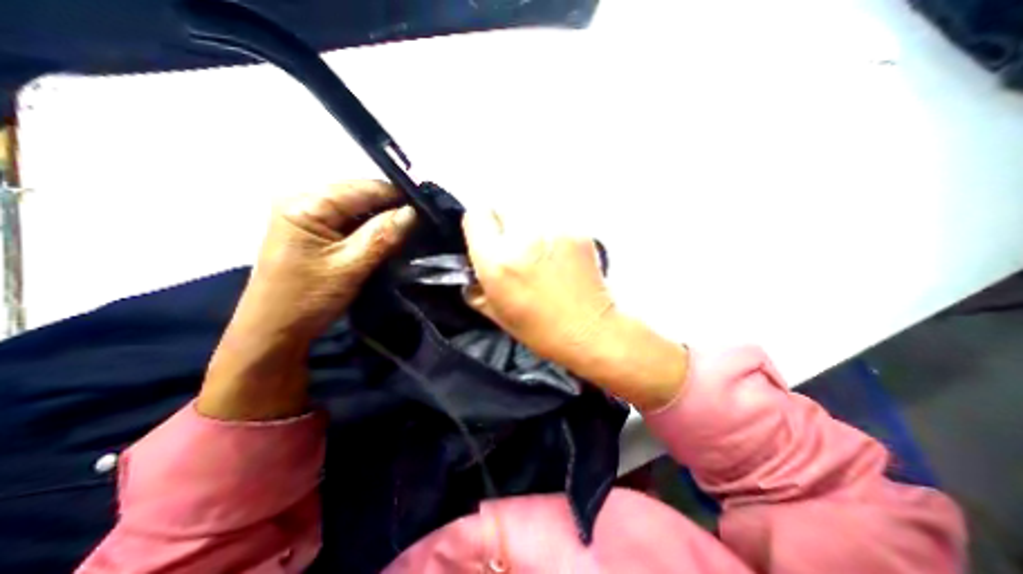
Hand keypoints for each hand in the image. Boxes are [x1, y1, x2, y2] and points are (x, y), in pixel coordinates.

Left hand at [240, 178, 415, 339]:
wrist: (274, 330)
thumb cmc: (308, 298)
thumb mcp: (351, 266)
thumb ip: (384, 235)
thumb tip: (415, 211)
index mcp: (306, 203)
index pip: (364, 188)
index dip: (399, 197)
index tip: (427, 212)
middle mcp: (303, 199)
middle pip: (360, 195)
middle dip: (392, 208)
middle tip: (421, 225)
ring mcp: (307, 215)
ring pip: (358, 209)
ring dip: (383, 220)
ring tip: (409, 232)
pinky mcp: (312, 231)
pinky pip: (350, 222)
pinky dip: (371, 230)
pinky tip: (387, 240)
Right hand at [461, 208, 684, 410]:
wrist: (590, 330)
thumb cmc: (541, 330)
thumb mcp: (497, 313)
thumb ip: (477, 286)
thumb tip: (472, 268)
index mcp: (498, 262)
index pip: (476, 214)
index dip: (480, 227)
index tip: (488, 239)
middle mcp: (524, 239)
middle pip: (504, 207)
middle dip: (505, 226)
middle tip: (515, 249)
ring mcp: (554, 230)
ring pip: (529, 211)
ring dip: (528, 227)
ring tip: (539, 252)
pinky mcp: (577, 230)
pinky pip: (554, 220)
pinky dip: (551, 232)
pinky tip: (559, 254)